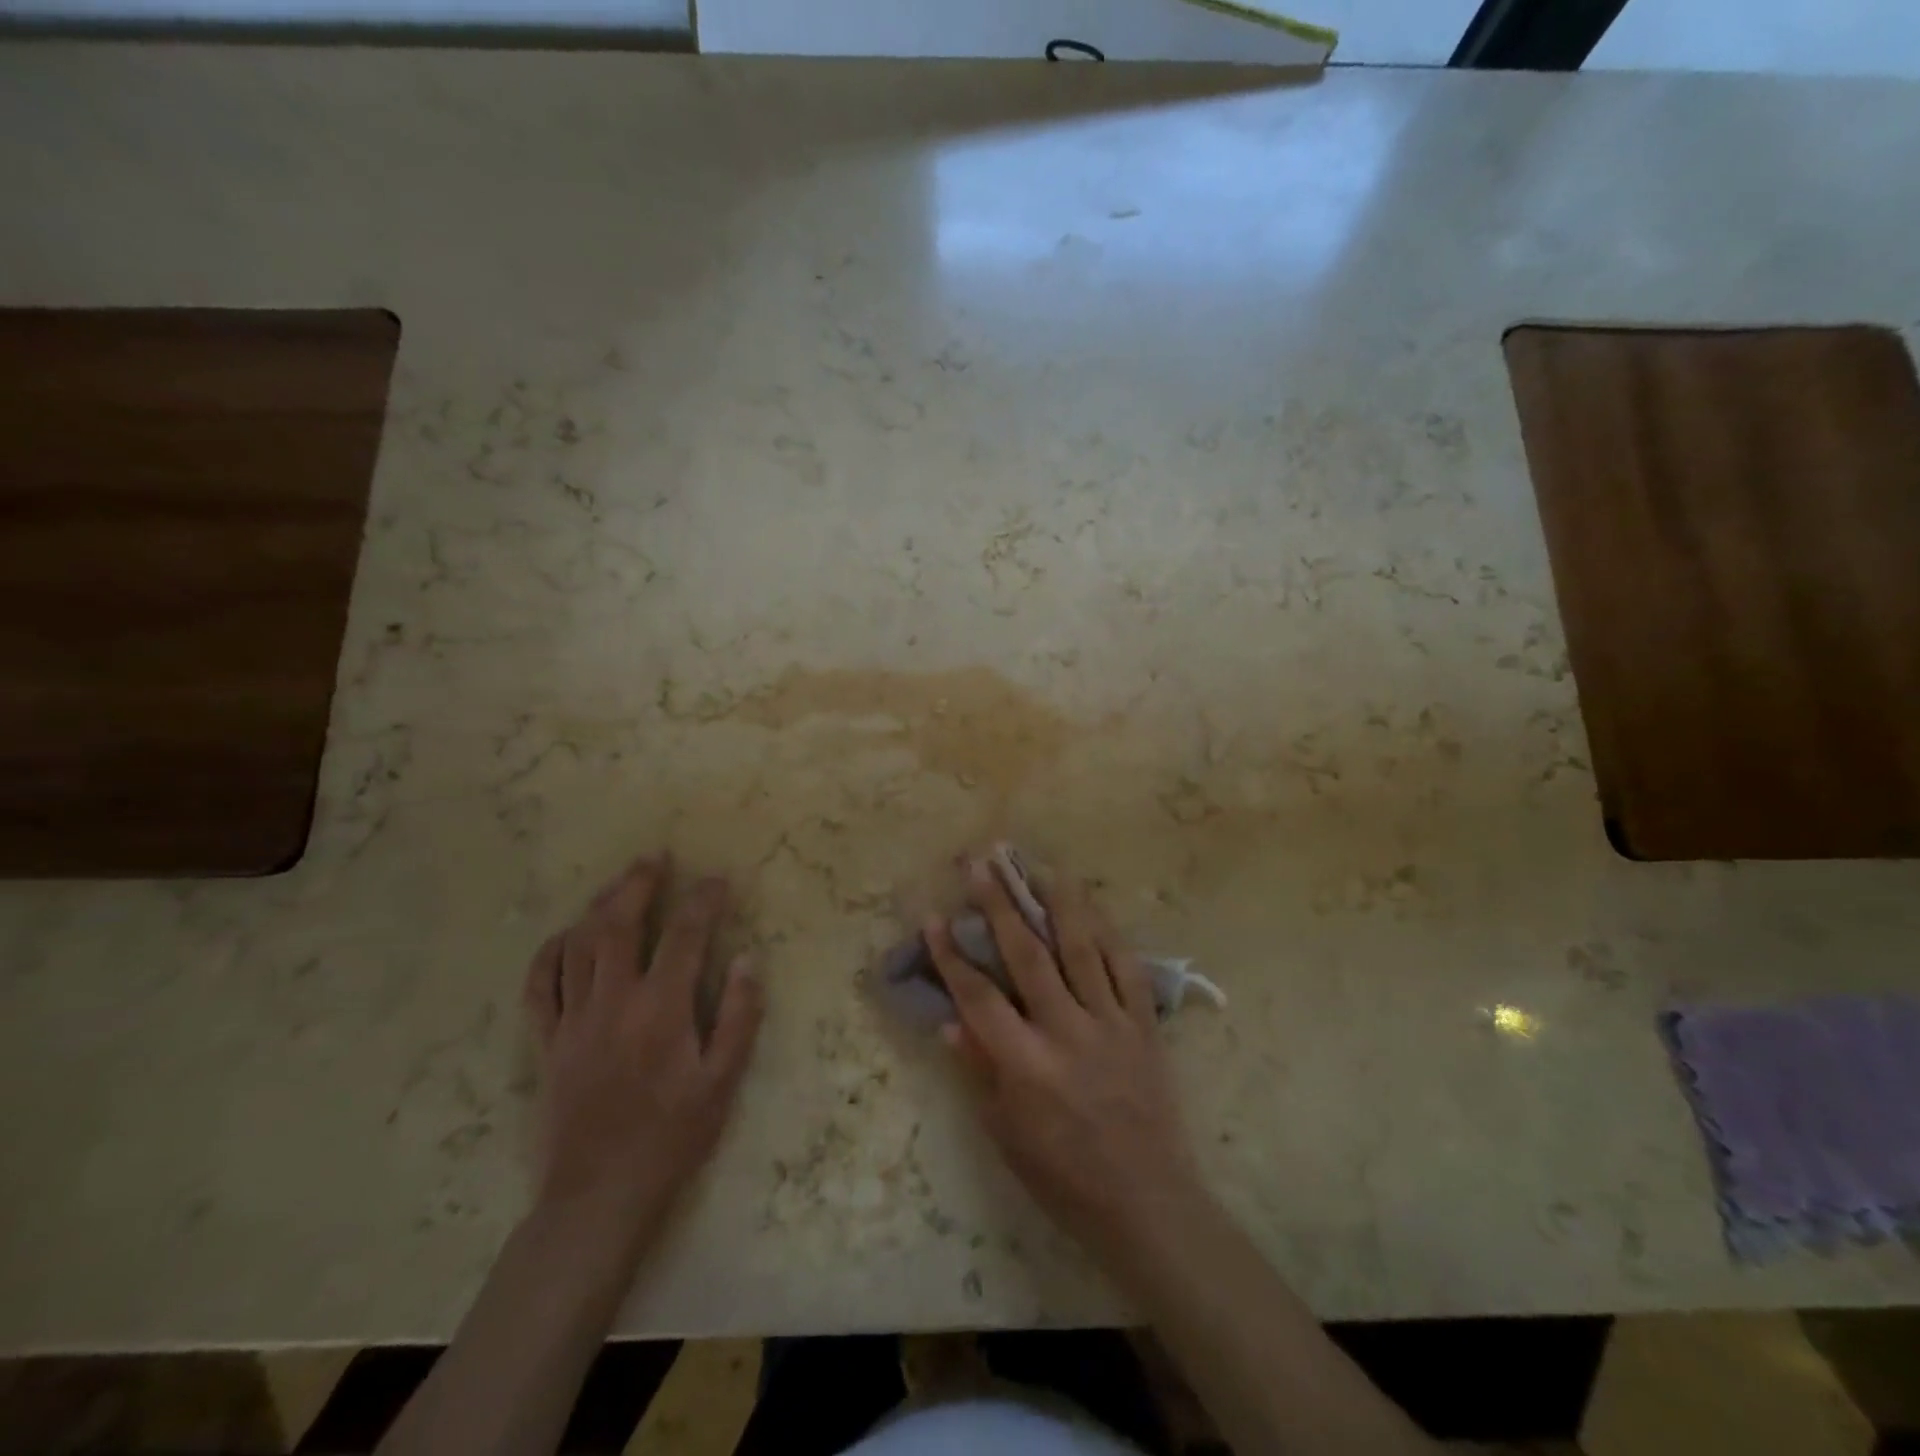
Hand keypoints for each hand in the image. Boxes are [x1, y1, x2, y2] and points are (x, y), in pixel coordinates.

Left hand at [522, 856, 762, 1265]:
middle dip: (639, 885)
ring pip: (579, 946)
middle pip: (620, 925)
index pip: (686, 936)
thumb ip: (738, 1016)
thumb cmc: (672, 1137)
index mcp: (661, 1009)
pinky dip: (549, 953)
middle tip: (655, 857)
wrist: (599, 1196)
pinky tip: (565, 936)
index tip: (718, 879)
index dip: (704, 901)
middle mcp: (613, 1002)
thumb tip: (748, 959)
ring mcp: (573, 1020)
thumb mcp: (723, 1081)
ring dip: (598, 906)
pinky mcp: (547, 1042)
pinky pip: (540, 986)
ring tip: (618, 882)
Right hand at [925, 863, 1205, 1265]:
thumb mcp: (1006, 1134)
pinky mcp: (1144, 1024)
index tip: (932, 917)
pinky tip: (1093, 907)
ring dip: (1058, 902)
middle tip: (981, 865)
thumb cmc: (1065, 1177)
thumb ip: (979, 1070)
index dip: (951, 955)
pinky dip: (1108, 933)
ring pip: (1082, 948)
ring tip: (1039, 865)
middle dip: (999, 905)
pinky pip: (1126, 968)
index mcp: (1027, 1066)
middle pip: (1028, 955)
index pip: (979, 998)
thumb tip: (949, 1019)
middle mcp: (1067, 1032)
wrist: (1148, 1202)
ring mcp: (1111, 1023)